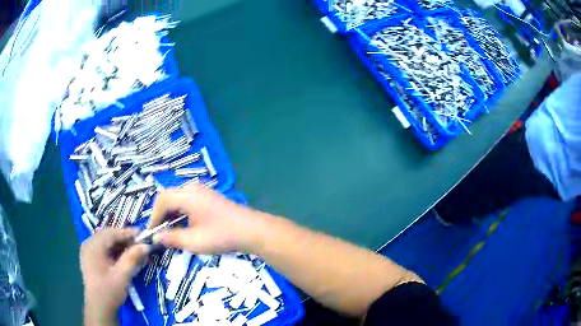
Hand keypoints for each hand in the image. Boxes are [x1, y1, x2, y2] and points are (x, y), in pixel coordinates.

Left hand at [80, 229, 149, 325]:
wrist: (99, 308)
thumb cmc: (109, 291)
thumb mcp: (123, 275)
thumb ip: (132, 257)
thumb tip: (146, 245)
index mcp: (93, 245)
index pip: (112, 233)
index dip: (128, 233)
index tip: (143, 234)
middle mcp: (88, 244)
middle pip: (108, 236)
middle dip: (124, 239)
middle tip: (139, 244)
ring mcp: (88, 251)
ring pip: (106, 242)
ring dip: (120, 245)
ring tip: (134, 251)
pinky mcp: (90, 258)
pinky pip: (103, 249)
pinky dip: (114, 251)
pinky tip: (123, 257)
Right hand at [149, 184, 265, 253]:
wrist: (251, 230)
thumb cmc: (222, 235)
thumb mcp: (194, 241)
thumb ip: (172, 238)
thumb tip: (157, 238)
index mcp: (187, 195)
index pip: (162, 200)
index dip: (154, 217)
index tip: (152, 233)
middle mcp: (192, 188)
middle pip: (168, 197)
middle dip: (161, 215)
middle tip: (159, 233)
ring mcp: (202, 192)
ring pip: (178, 200)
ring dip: (171, 215)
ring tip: (170, 232)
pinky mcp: (208, 198)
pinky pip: (187, 202)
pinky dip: (181, 213)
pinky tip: (183, 227)